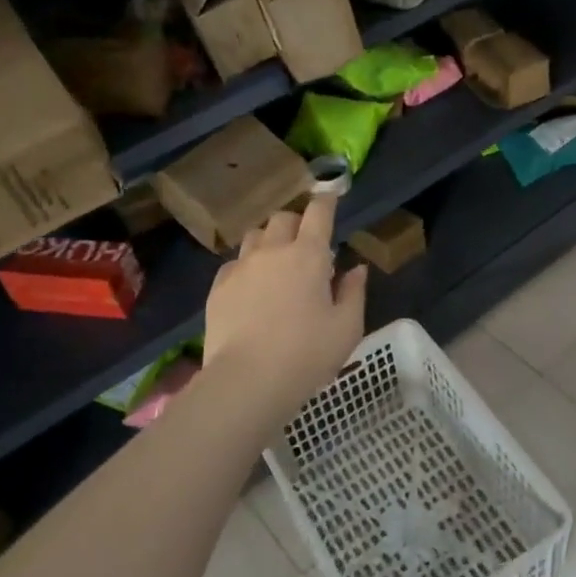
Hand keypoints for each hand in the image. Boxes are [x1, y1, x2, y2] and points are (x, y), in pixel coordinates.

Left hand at [203, 194, 367, 417]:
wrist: (248, 380)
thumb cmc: (307, 354)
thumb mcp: (347, 327)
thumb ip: (354, 292)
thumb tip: (356, 268)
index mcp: (309, 256)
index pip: (318, 213)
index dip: (326, 201)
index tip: (330, 196)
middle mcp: (273, 251)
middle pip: (284, 218)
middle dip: (297, 222)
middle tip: (307, 243)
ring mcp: (241, 267)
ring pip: (255, 236)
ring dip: (270, 240)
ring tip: (277, 261)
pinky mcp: (219, 286)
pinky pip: (235, 263)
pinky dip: (248, 266)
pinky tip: (253, 287)